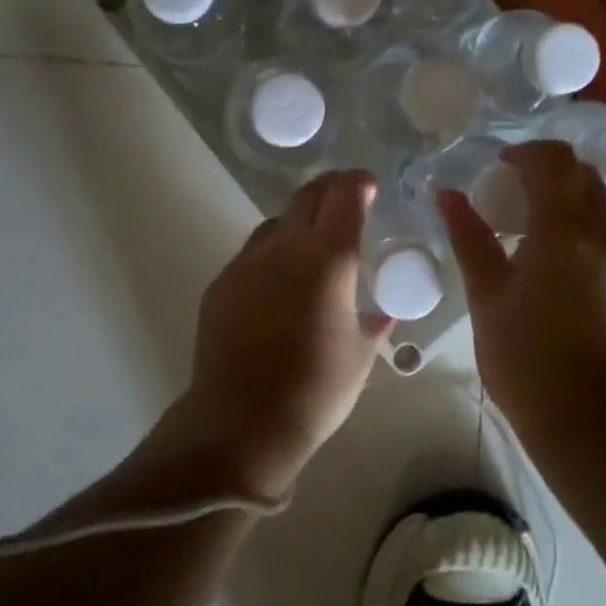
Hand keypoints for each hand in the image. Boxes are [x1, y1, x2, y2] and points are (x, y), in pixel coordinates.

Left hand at [181, 170, 393, 491]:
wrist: (241, 423)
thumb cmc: (315, 391)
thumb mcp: (360, 356)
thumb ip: (374, 322)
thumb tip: (385, 311)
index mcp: (328, 259)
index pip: (345, 196)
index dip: (360, 182)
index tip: (370, 186)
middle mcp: (285, 248)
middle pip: (308, 196)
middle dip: (330, 189)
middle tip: (346, 200)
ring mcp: (247, 263)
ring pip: (276, 222)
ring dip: (299, 221)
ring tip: (311, 245)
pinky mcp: (221, 284)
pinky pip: (252, 253)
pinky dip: (272, 254)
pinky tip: (277, 284)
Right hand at [438, 142, 605, 445]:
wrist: (599, 430)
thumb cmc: (529, 360)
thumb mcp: (488, 297)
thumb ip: (470, 238)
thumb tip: (448, 195)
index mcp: (566, 227)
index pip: (553, 160)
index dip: (524, 154)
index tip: (499, 168)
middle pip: (584, 178)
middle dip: (549, 177)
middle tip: (514, 201)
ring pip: (604, 212)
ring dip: (571, 209)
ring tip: (537, 243)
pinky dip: (589, 240)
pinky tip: (566, 279)